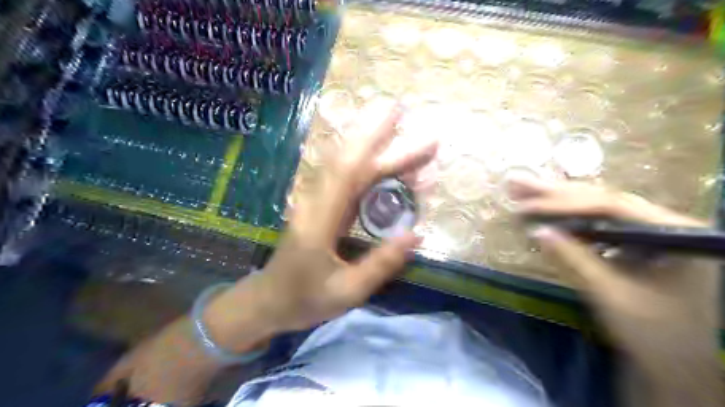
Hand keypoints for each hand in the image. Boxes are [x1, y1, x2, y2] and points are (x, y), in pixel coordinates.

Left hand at [206, 103, 438, 347]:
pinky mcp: (320, 206)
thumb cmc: (304, 299)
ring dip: (373, 145)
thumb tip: (416, 234)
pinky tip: (384, 161)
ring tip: (402, 132)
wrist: (267, 300)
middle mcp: (316, 201)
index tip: (399, 120)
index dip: (375, 142)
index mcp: (320, 220)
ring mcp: (316, 201)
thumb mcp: (347, 292)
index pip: (349, 171)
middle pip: (348, 160)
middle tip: (404, 113)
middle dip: (376, 133)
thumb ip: (381, 263)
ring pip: (346, 165)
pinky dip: (368, 166)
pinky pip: (346, 179)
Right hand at [509, 177, 718, 374]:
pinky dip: (567, 216)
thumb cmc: (654, 334)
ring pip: (596, 207)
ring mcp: (648, 230)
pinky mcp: (633, 241)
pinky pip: (596, 222)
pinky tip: (544, 208)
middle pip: (600, 199)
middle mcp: (664, 223)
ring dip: (556, 199)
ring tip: (521, 189)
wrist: (677, 364)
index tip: (527, 206)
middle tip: (516, 183)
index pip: (611, 206)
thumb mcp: (611, 295)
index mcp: (674, 233)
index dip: (564, 203)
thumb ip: (575, 259)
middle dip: (554, 193)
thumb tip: (537, 231)